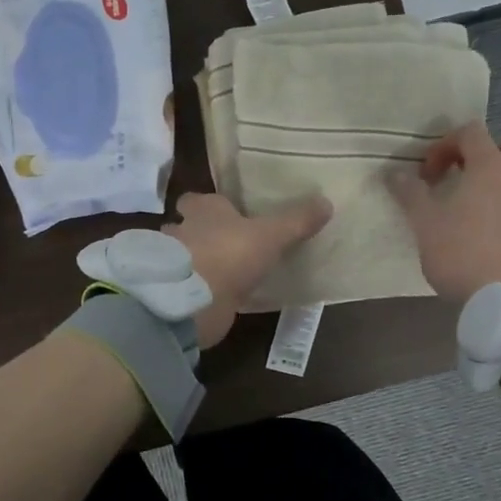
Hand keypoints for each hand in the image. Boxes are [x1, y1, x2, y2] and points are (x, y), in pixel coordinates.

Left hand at [165, 191, 331, 347]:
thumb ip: (296, 221)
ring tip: (222, 270)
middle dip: (198, 233)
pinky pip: (190, 286)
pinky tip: (218, 296)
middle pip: (184, 227)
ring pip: (184, 258)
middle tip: (223, 241)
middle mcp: (182, 231)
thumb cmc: (230, 253)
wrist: (195, 301)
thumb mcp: (271, 235)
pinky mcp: (176, 293)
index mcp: (202, 210)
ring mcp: (174, 265)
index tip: (224, 212)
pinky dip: (200, 289)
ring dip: (197, 262)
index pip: (196, 200)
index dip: (206, 205)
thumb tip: (326, 202)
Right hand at [387, 120, 500, 300]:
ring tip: (479, 208)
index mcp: (491, 167)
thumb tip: (395, 173)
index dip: (446, 144)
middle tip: (471, 172)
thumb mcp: (425, 223)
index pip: (472, 132)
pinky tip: (494, 235)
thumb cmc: (462, 252)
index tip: (428, 173)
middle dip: (495, 150)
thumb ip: (410, 193)